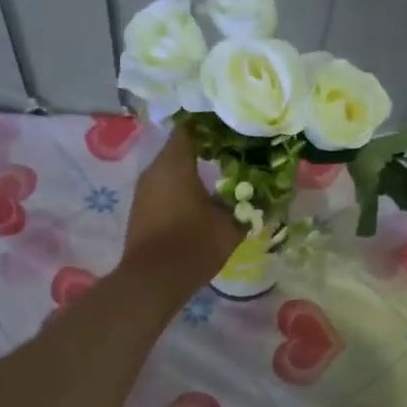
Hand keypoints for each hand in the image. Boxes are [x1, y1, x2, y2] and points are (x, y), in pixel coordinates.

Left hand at [124, 123, 243, 281]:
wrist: (152, 281)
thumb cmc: (193, 245)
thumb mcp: (230, 226)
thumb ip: (248, 205)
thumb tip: (265, 194)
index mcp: (175, 163)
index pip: (190, 126)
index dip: (212, 125)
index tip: (232, 128)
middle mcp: (155, 169)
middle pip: (180, 147)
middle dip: (206, 148)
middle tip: (234, 152)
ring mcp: (144, 189)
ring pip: (171, 168)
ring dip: (193, 169)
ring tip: (220, 175)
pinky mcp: (141, 208)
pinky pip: (164, 187)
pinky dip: (181, 187)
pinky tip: (200, 198)